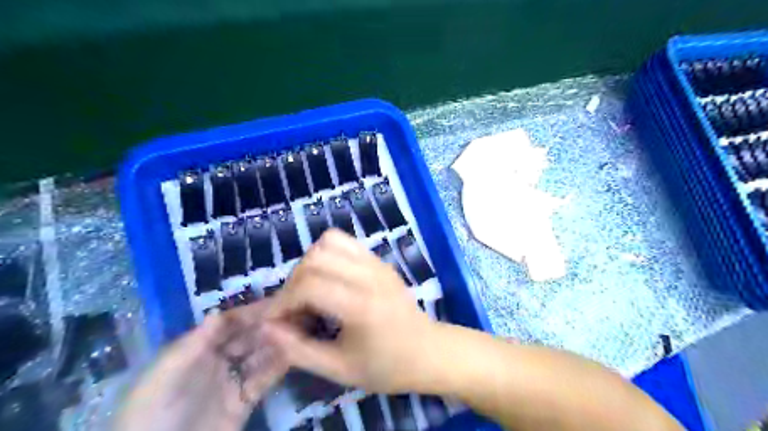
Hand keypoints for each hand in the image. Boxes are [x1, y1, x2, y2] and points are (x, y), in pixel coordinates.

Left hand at [116, 300, 287, 430]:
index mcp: (196, 351)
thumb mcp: (166, 376)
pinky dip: (278, 367)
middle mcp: (217, 361)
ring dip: (277, 344)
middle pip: (248, 337)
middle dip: (269, 325)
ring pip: (259, 356)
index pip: (229, 324)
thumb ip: (193, 345)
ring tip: (299, 331)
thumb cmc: (154, 413)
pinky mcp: (243, 402)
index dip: (251, 312)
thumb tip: (217, 312)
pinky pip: (264, 380)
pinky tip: (294, 355)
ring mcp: (232, 381)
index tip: (276, 301)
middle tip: (295, 315)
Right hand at [264, 230, 436, 394]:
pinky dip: (328, 254)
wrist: (428, 351)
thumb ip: (299, 349)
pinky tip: (330, 279)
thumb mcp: (340, 369)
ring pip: (329, 241)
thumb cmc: (387, 366)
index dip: (282, 301)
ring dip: (310, 263)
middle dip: (293, 282)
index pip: (309, 285)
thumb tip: (267, 328)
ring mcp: (377, 263)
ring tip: (310, 291)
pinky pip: (346, 242)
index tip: (275, 321)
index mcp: (361, 304)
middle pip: (315, 257)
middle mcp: (369, 275)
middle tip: (293, 308)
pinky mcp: (379, 260)